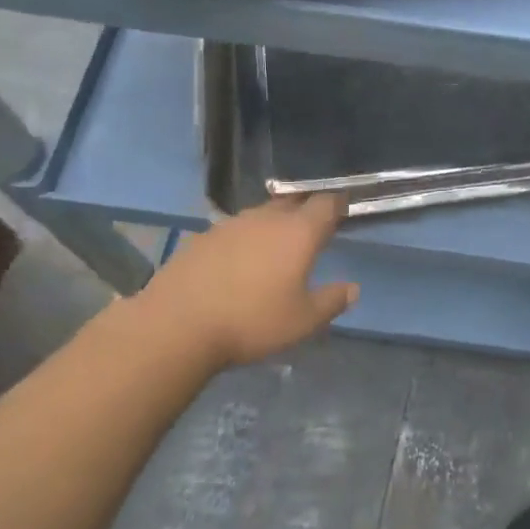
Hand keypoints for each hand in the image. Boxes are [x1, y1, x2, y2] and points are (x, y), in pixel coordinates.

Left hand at [137, 196, 357, 369]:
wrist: (177, 325)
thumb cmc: (251, 322)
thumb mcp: (302, 322)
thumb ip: (331, 301)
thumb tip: (352, 289)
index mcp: (298, 232)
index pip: (326, 204)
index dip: (337, 204)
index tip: (343, 210)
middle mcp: (266, 218)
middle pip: (292, 203)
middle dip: (305, 211)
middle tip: (311, 230)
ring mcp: (230, 224)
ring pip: (261, 215)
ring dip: (272, 225)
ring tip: (274, 248)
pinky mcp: (202, 237)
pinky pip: (233, 231)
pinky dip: (243, 240)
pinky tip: (237, 263)